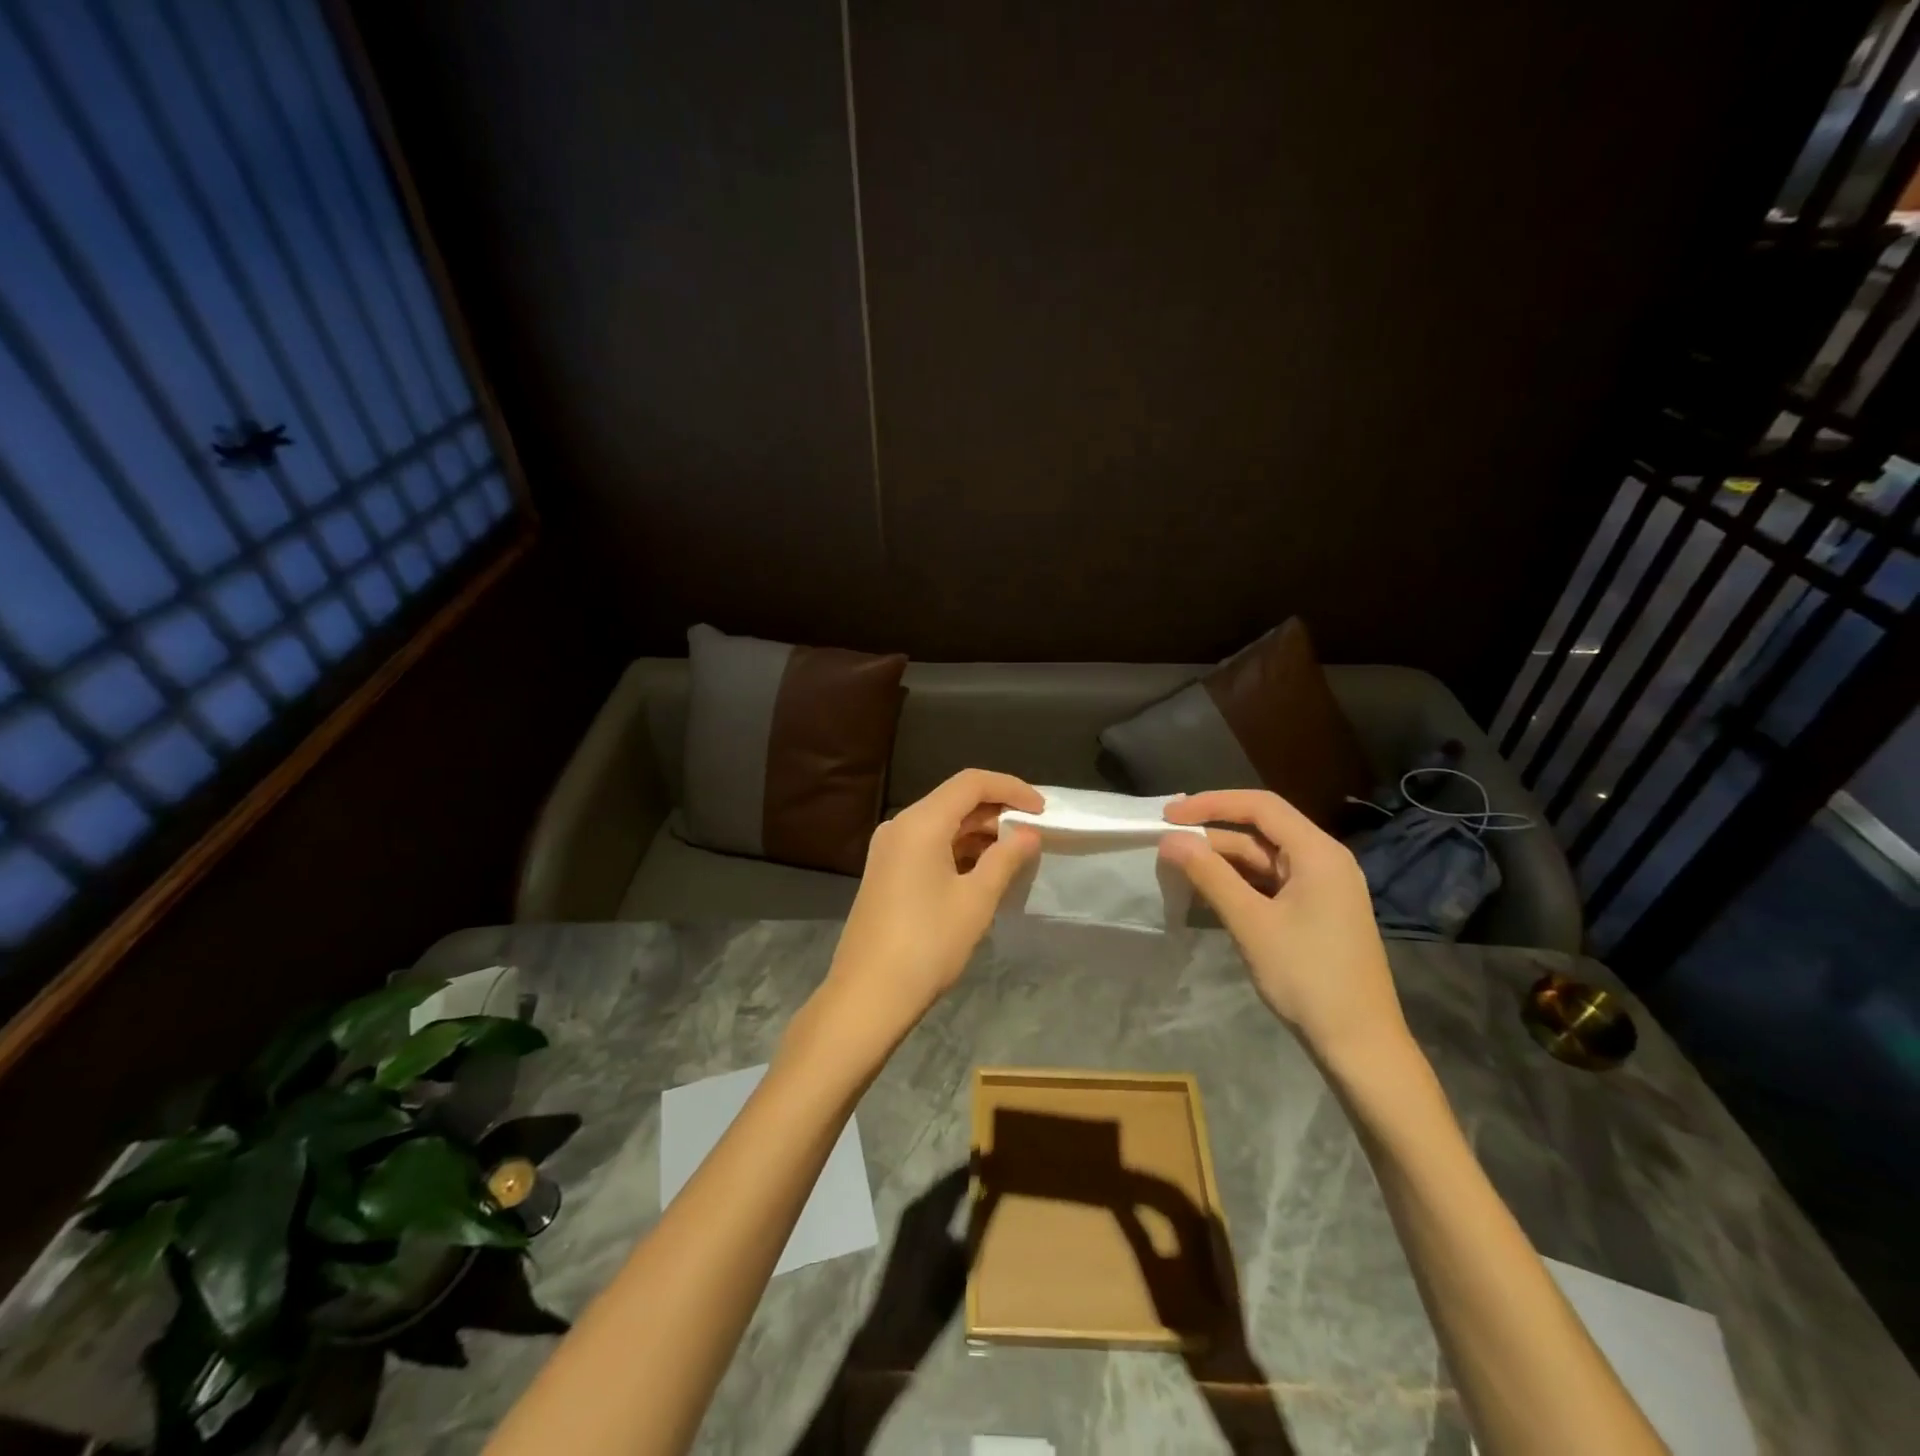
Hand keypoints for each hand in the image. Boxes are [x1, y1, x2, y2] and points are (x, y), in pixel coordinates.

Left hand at [793, 770, 1042, 1070]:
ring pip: (942, 824)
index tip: (1042, 811)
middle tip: (1034, 834)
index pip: (972, 783)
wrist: (869, 994)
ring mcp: (889, 849)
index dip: (1011, 789)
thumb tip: (1028, 834)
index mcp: (920, 822)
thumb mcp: (976, 899)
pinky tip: (983, 871)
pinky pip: (928, 845)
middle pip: (955, 800)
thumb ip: (1006, 859)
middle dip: (997, 811)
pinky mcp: (887, 872)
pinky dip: (958, 850)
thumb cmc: (928, 943)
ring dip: (979, 833)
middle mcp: (900, 825)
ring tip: (1015, 854)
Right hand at [1160, 789, 1408, 1068]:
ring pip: (1263, 860)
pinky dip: (1239, 885)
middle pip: (1261, 832)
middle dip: (1212, 836)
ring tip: (1179, 870)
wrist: (1360, 1045)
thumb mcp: (1251, 922)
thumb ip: (1209, 875)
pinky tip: (1208, 895)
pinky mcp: (1316, 913)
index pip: (1260, 806)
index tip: (1169, 815)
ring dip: (1222, 863)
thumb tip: (1170, 839)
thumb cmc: (1307, 977)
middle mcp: (1324, 861)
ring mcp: (1322, 888)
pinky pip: (1271, 884)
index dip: (1211, 803)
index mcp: (1318, 853)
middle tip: (1166, 846)